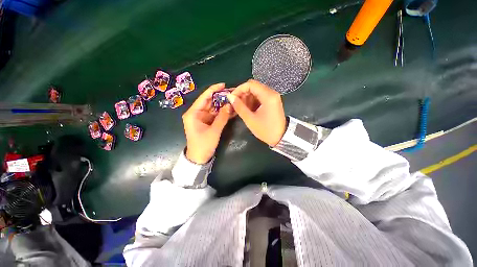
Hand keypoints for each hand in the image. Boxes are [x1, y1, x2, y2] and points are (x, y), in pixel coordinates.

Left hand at [183, 83, 233, 163]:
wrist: (199, 158)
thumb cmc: (203, 145)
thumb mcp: (214, 131)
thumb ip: (222, 117)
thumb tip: (230, 105)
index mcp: (193, 113)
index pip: (204, 98)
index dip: (213, 90)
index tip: (223, 85)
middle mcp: (196, 113)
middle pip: (209, 102)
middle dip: (220, 98)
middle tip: (232, 93)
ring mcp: (202, 118)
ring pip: (213, 108)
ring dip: (222, 105)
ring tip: (233, 100)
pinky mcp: (207, 122)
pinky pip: (215, 115)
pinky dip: (222, 113)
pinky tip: (230, 110)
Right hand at [227, 79, 285, 145]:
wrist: (281, 137)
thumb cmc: (265, 130)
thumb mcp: (250, 119)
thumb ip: (239, 107)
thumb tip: (230, 96)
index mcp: (268, 96)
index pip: (250, 84)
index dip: (239, 89)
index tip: (231, 97)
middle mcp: (272, 93)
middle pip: (253, 86)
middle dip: (242, 93)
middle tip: (235, 103)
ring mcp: (273, 97)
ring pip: (256, 91)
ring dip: (247, 98)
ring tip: (241, 108)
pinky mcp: (272, 101)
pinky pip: (259, 96)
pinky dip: (252, 101)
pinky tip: (248, 109)